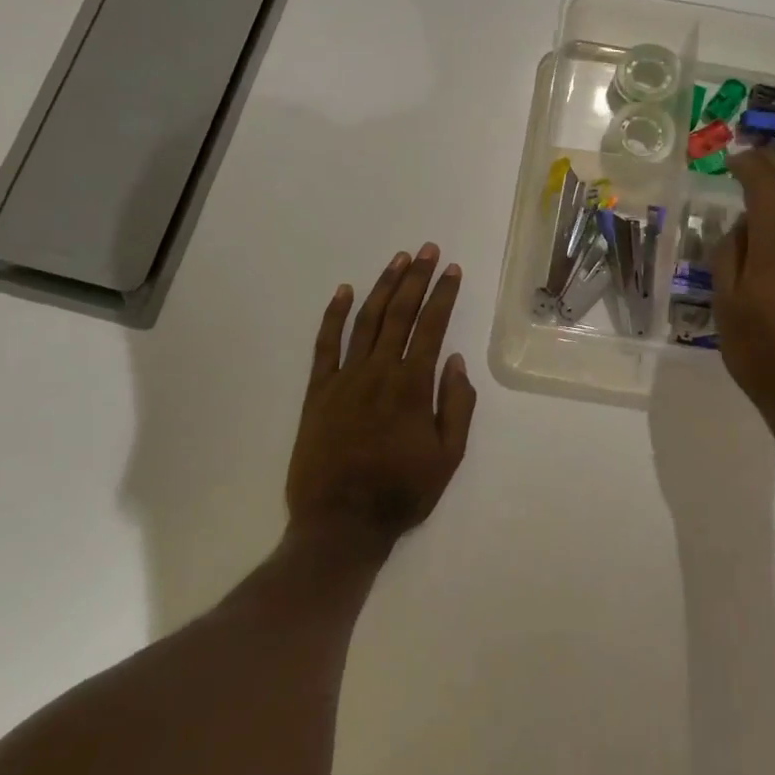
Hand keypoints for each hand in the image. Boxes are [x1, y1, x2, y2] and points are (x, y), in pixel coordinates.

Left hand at [286, 244, 476, 548]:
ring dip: (383, 286)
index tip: (451, 270)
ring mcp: (344, 378)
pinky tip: (344, 291)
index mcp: (412, 386)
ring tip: (398, 259)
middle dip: (416, 278)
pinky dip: (334, 315)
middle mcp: (379, 372)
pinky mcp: (318, 391)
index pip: (431, 327)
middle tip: (427, 250)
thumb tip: (455, 361)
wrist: (340, 524)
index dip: (443, 295)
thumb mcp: (448, 457)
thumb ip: (457, 406)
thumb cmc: (401, 493)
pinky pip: (325, 345)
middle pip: (400, 313)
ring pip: (366, 320)